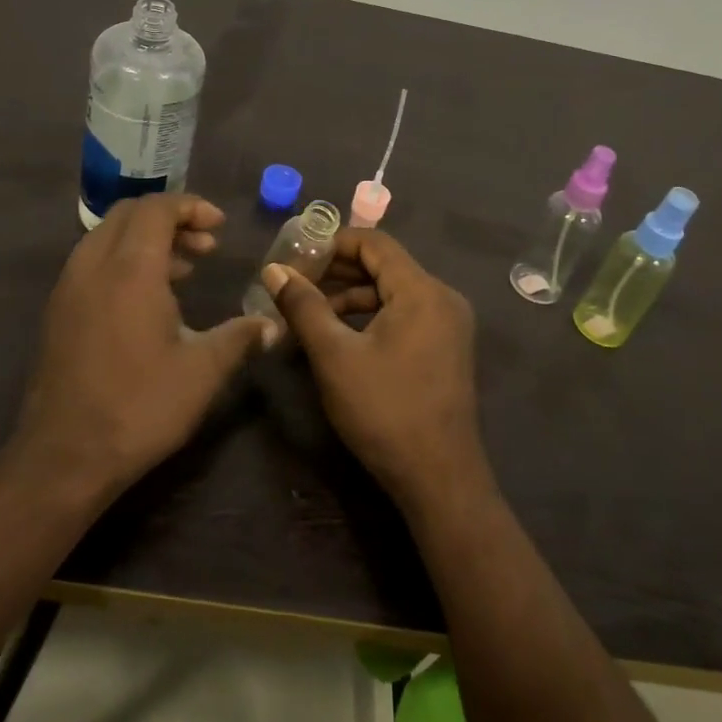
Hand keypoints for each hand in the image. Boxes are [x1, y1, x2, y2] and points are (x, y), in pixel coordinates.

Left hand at [13, 193, 274, 498]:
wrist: (64, 458)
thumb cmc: (140, 407)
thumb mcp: (203, 372)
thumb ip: (239, 338)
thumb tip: (273, 325)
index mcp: (130, 270)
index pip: (157, 209)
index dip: (191, 207)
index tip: (220, 226)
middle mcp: (93, 267)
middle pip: (128, 213)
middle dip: (170, 218)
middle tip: (205, 245)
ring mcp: (69, 289)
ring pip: (107, 236)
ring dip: (146, 239)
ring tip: (184, 269)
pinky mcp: (58, 312)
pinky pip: (93, 262)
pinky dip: (124, 260)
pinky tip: (149, 299)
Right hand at [262, 230, 492, 517]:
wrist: (439, 479)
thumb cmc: (384, 411)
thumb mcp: (334, 356)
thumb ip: (303, 306)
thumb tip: (273, 270)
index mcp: (422, 290)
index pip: (374, 242)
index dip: (331, 243)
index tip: (295, 259)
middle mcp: (442, 297)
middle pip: (383, 265)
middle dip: (336, 272)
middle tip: (294, 286)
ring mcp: (448, 324)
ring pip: (392, 291)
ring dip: (350, 297)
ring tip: (308, 315)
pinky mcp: (445, 347)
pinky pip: (404, 314)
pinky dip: (370, 317)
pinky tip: (339, 336)